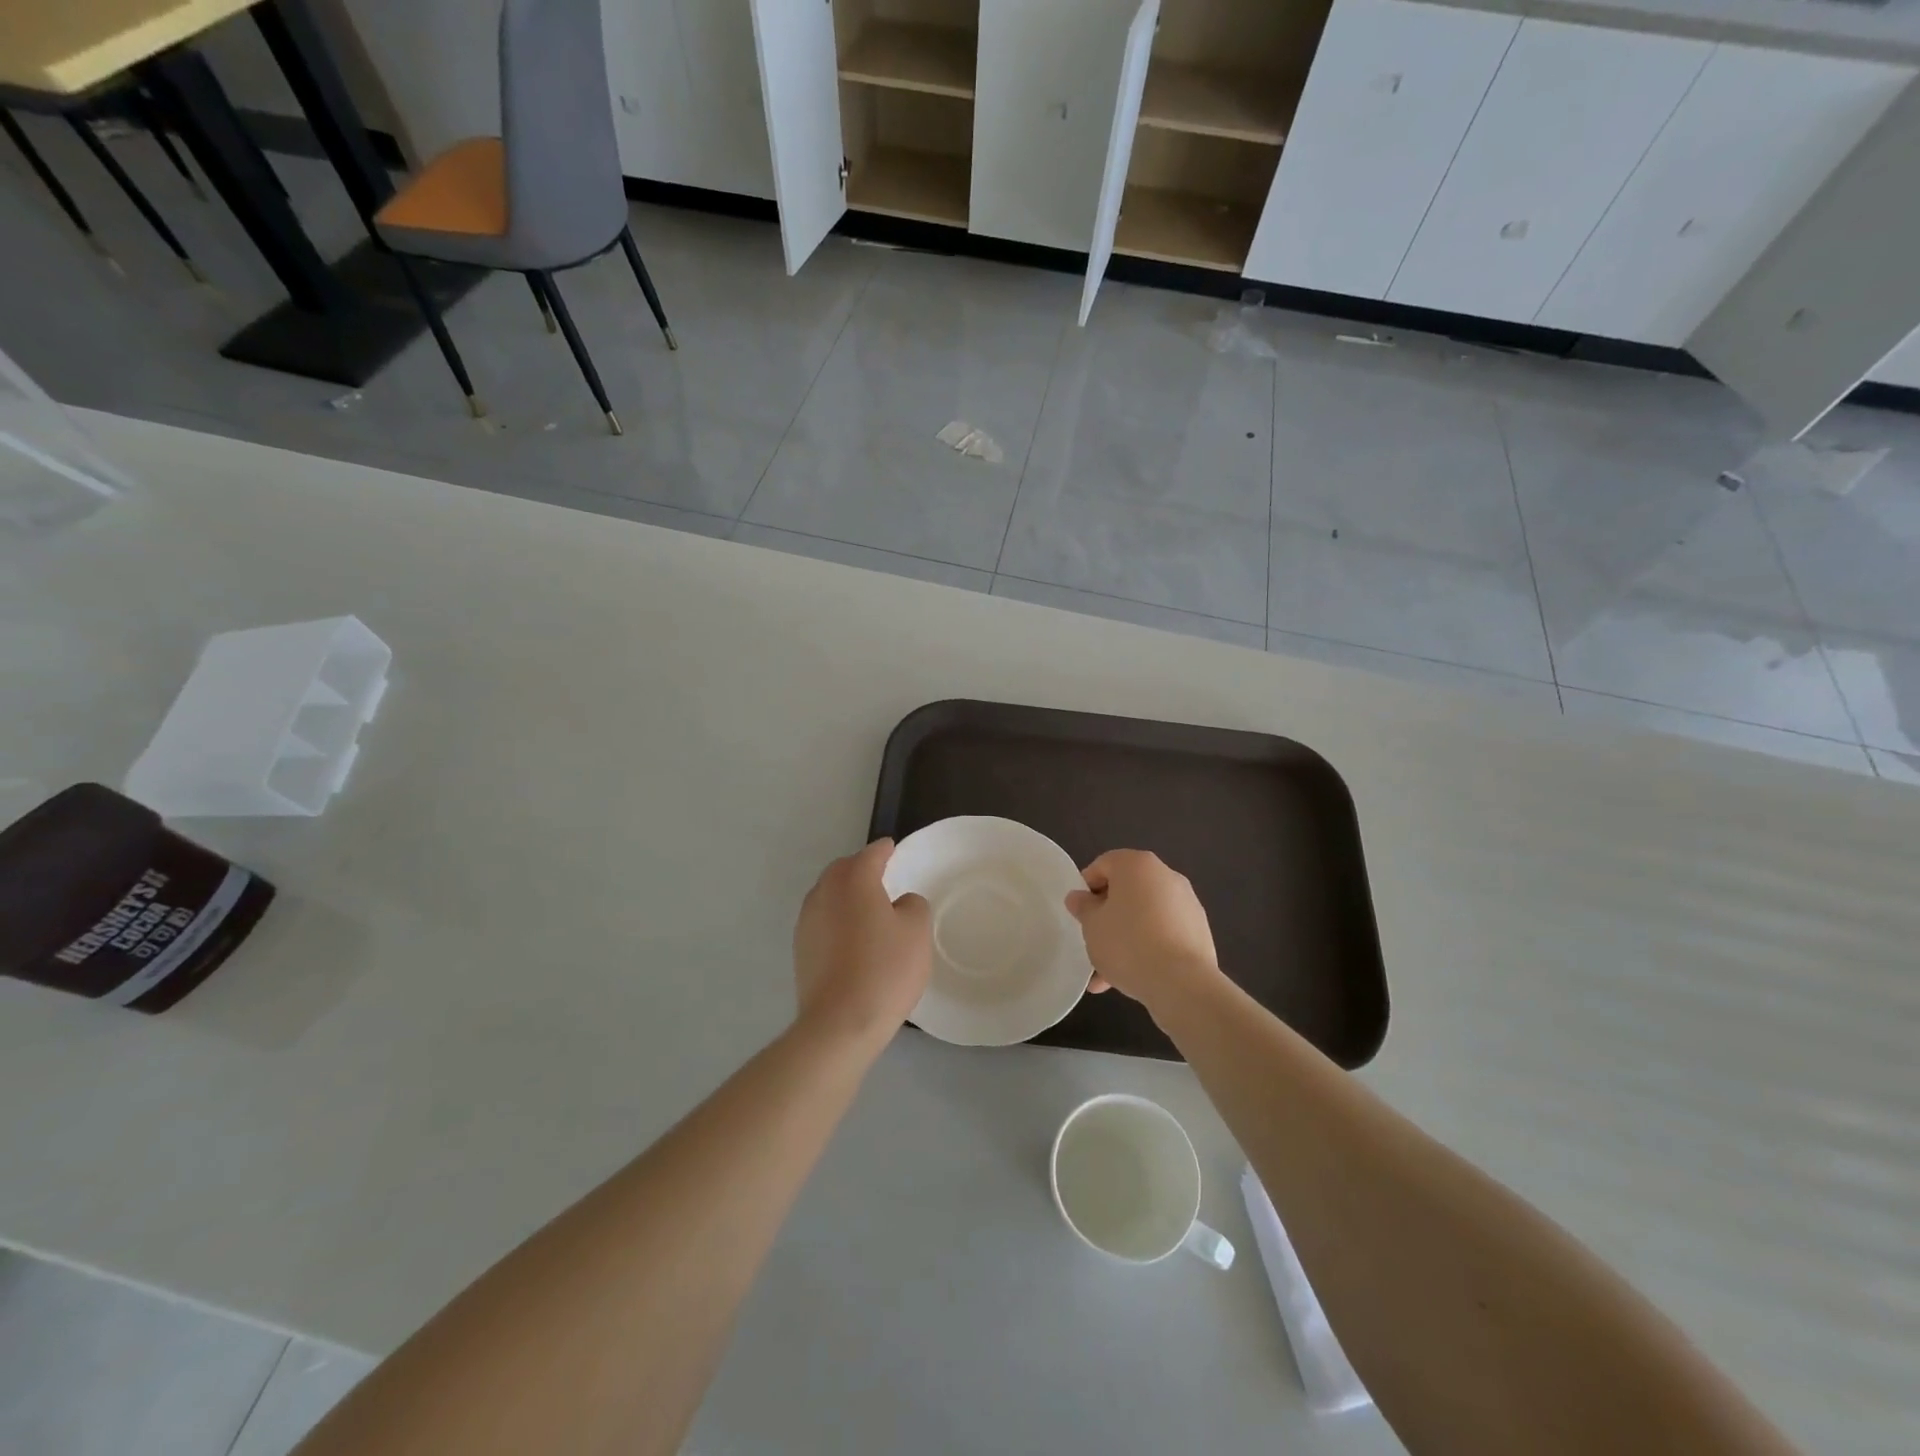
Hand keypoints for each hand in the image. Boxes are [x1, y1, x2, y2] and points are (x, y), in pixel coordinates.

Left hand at [793, 839, 931, 1048]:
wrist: (839, 1023)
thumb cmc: (884, 969)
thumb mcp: (916, 932)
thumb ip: (912, 905)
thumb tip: (899, 904)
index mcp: (853, 880)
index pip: (871, 854)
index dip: (885, 850)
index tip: (893, 849)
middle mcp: (824, 893)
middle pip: (843, 870)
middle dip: (860, 869)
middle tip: (882, 878)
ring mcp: (807, 922)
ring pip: (829, 895)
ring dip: (846, 896)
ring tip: (868, 910)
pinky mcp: (800, 949)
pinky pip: (823, 921)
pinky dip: (837, 920)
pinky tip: (852, 939)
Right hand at [1066, 849, 1222, 1016]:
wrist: (1181, 983)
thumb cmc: (1128, 943)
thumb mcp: (1092, 925)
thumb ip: (1083, 907)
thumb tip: (1079, 897)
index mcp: (1137, 864)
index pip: (1103, 865)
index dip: (1086, 888)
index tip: (1080, 914)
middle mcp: (1165, 875)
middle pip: (1126, 892)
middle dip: (1107, 917)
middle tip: (1093, 942)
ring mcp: (1187, 903)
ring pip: (1144, 916)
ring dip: (1125, 938)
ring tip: (1106, 974)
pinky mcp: (1199, 930)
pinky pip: (1164, 933)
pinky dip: (1148, 948)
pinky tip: (1132, 978)